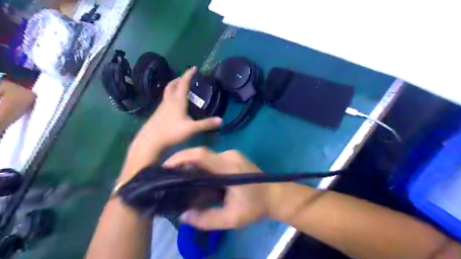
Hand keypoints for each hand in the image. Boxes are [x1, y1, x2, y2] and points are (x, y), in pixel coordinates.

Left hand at [121, 69, 221, 180]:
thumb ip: (206, 124)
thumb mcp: (191, 129)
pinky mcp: (158, 113)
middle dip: (179, 79)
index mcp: (177, 101)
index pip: (183, 83)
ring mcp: (162, 107)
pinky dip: (171, 96)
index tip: (194, 68)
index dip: (189, 74)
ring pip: (168, 92)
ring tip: (180, 88)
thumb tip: (221, 120)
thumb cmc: (171, 132)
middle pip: (172, 85)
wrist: (150, 141)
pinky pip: (166, 100)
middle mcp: (168, 101)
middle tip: (186, 78)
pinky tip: (174, 104)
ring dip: (174, 87)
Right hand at [164, 147, 274, 229]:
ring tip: (179, 178)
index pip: (201, 155)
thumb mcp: (232, 218)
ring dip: (192, 164)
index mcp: (229, 167)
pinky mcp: (233, 156)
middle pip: (201, 154)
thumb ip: (207, 219)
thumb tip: (183, 215)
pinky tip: (196, 177)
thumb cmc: (256, 207)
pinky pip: (212, 158)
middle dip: (182, 162)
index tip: (166, 167)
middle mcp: (229, 155)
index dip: (181, 157)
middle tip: (169, 177)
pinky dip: (201, 165)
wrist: (276, 195)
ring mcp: (232, 154)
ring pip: (206, 156)